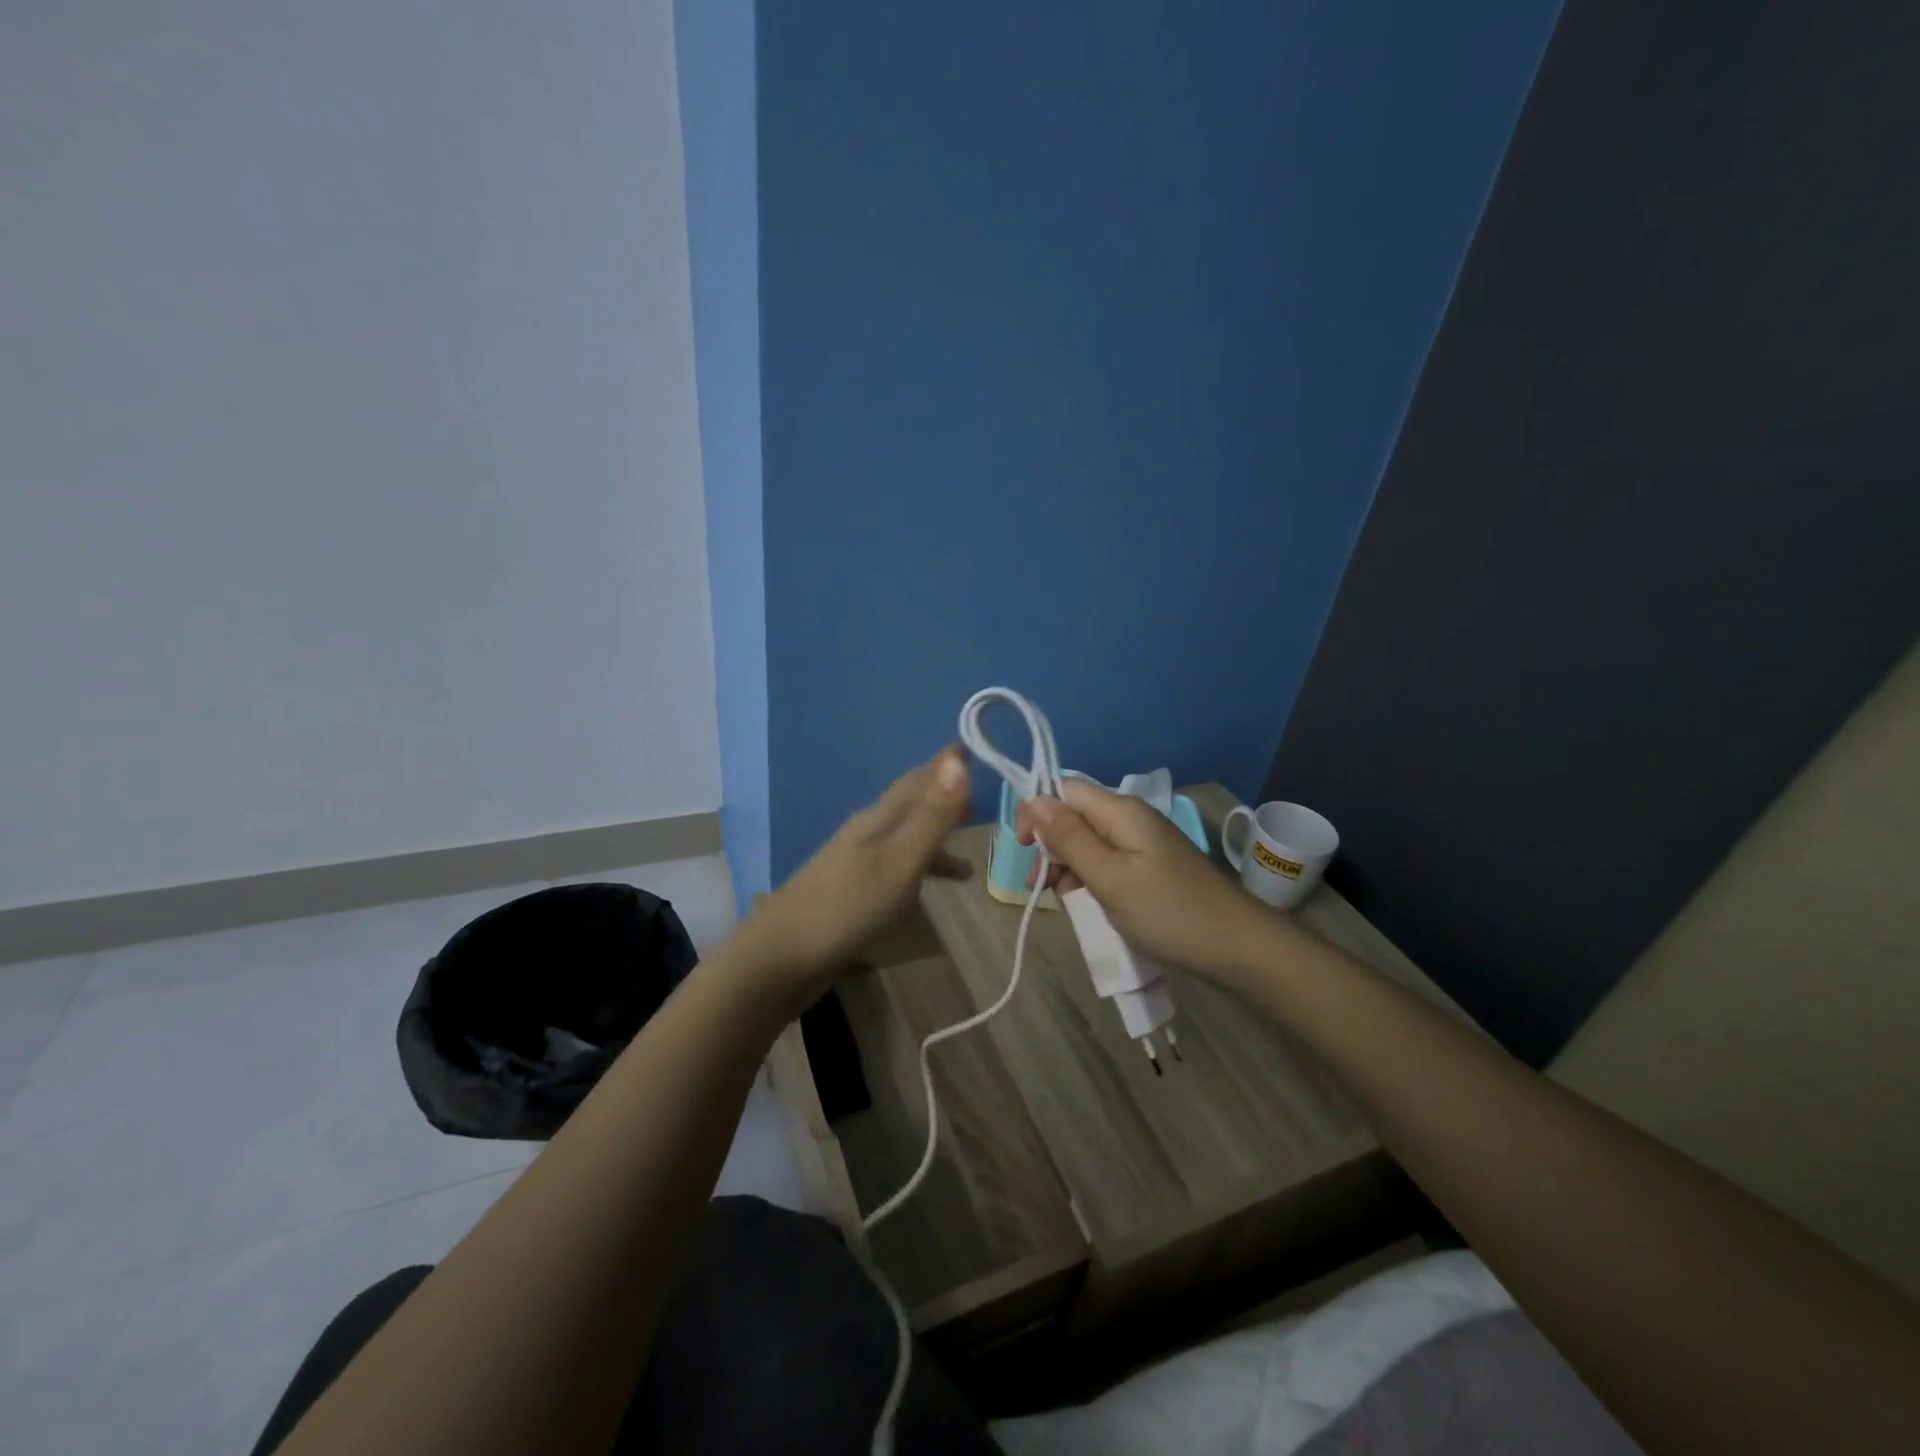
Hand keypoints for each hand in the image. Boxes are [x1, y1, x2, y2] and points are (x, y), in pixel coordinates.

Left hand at [737, 747, 972, 1008]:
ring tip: (969, 865)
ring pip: (904, 841)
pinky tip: (923, 896)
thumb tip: (958, 760)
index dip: (944, 765)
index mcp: (878, 820)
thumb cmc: (847, 907)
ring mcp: (855, 864)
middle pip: (910, 807)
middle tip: (978, 802)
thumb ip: (931, 816)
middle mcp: (866, 834)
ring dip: (934, 844)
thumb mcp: (900, 861)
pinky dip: (916, 874)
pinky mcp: (850, 893)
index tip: (970, 746)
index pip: (917, 780)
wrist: (781, 958)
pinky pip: (894, 870)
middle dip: (942, 801)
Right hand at [1017, 780, 1277, 985]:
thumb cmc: (1168, 911)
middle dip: (1051, 847)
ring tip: (1065, 903)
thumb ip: (1069, 838)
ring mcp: (1143, 845)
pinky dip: (1091, 882)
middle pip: (1074, 817)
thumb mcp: (1109, 876)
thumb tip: (1034, 800)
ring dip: (1068, 868)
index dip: (1037, 811)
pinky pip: (1108, 864)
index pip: (1064, 789)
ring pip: (1088, 844)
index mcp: (1121, 811)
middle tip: (1042, 887)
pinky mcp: (1151, 869)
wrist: (1238, 948)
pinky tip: (1089, 907)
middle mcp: (1131, 819)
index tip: (1023, 850)